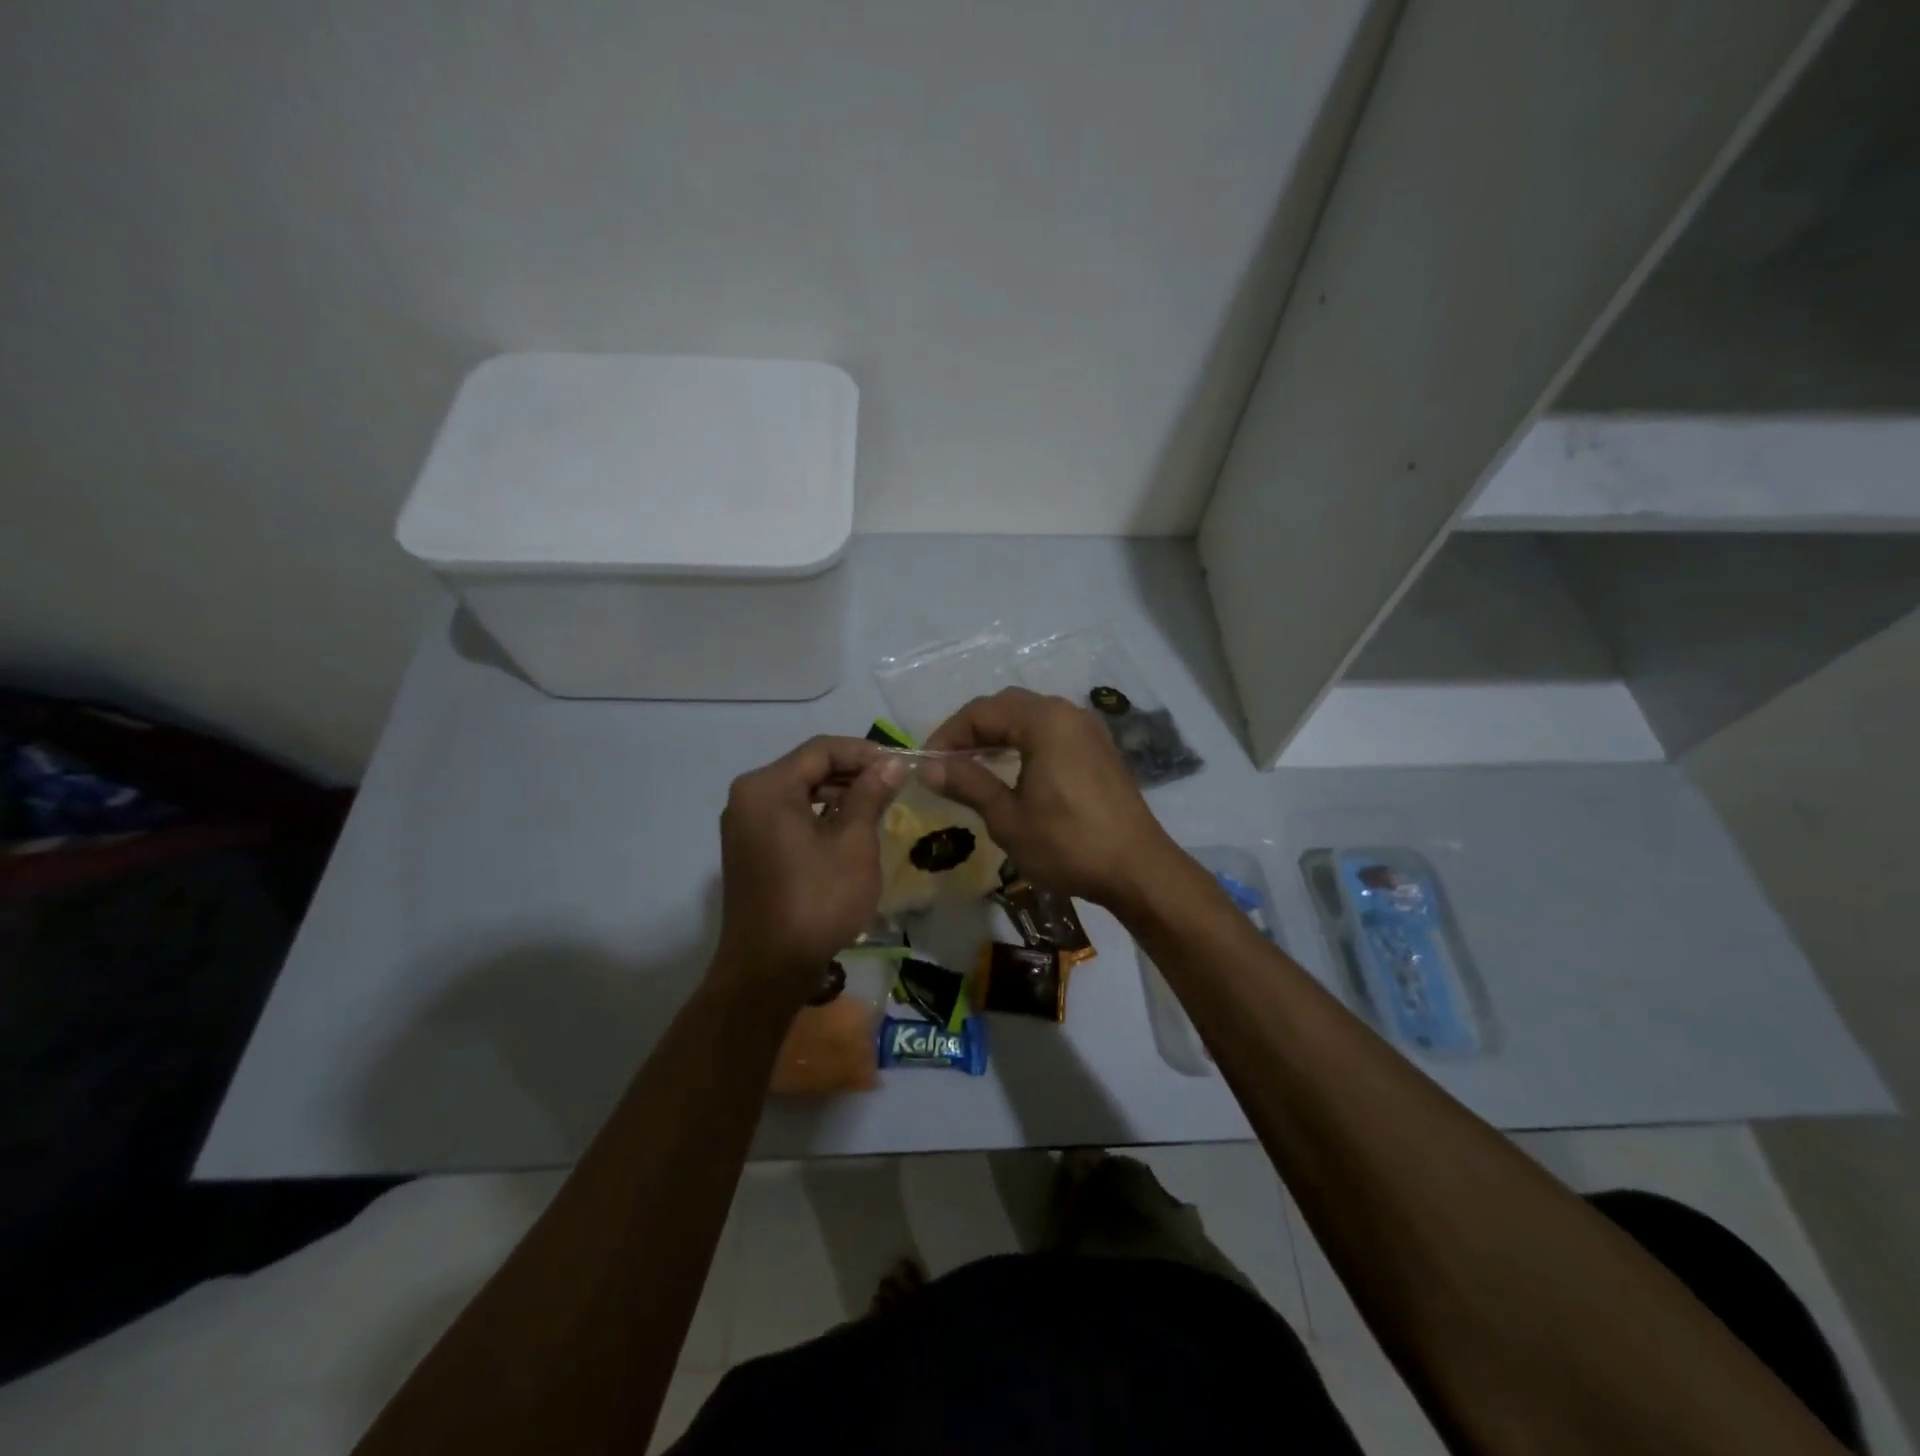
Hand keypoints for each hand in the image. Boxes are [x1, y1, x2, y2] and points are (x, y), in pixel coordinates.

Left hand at [714, 736, 907, 994]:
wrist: (768, 969)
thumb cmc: (816, 901)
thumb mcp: (854, 844)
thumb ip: (870, 795)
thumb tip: (890, 764)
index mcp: (767, 787)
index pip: (822, 750)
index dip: (864, 752)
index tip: (900, 765)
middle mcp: (747, 797)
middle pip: (807, 768)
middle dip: (852, 772)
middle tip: (894, 785)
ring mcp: (743, 824)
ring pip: (798, 792)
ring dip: (837, 794)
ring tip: (878, 806)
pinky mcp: (748, 848)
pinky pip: (787, 816)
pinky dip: (818, 815)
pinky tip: (849, 828)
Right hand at [922, 687, 1181, 907]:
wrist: (1138, 869)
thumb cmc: (1068, 844)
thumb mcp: (1008, 818)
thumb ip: (968, 783)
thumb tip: (928, 767)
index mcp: (1044, 721)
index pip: (981, 712)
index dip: (948, 734)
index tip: (927, 764)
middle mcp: (1067, 713)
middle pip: (1007, 706)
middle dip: (972, 730)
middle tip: (947, 763)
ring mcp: (1088, 730)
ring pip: (1030, 717)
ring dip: (998, 735)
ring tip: (972, 766)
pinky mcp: (1099, 749)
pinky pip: (1052, 731)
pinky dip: (1024, 742)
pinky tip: (1011, 770)